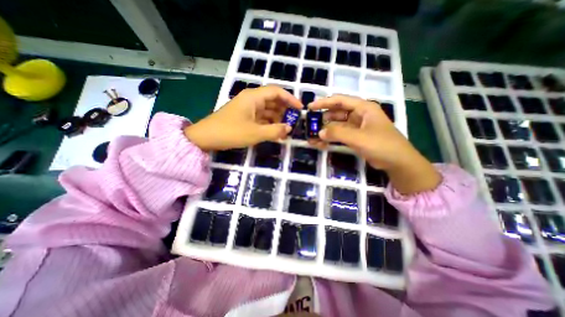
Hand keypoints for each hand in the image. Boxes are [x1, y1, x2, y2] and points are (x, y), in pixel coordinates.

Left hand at [183, 85, 301, 150]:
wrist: (205, 137)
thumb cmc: (231, 132)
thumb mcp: (255, 133)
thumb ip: (275, 131)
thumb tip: (289, 128)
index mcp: (253, 97)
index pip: (277, 91)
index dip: (290, 99)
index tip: (300, 109)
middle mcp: (251, 99)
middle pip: (273, 100)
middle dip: (285, 110)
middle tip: (294, 122)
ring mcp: (247, 108)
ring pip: (267, 110)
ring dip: (277, 118)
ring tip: (285, 130)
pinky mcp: (244, 116)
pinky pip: (261, 117)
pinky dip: (269, 123)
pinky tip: (274, 132)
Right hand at [309, 94, 440, 193]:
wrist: (397, 162)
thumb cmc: (382, 145)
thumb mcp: (359, 138)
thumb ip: (338, 133)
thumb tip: (320, 132)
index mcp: (363, 108)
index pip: (340, 100)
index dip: (324, 103)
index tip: (310, 108)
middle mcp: (359, 115)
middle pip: (336, 113)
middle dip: (323, 120)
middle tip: (310, 126)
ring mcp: (356, 127)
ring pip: (337, 126)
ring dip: (325, 131)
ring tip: (312, 137)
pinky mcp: (355, 137)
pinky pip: (339, 135)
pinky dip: (330, 139)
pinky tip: (320, 143)